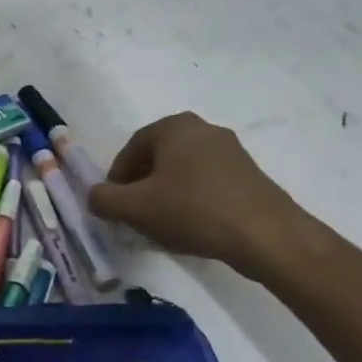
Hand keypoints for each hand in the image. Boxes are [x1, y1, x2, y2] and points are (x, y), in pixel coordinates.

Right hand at [89, 112, 314, 281]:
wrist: (266, 235)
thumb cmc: (193, 210)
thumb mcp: (136, 208)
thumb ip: (104, 199)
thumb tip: (94, 196)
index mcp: (174, 126)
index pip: (131, 149)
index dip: (117, 179)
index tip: (115, 205)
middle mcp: (203, 129)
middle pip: (158, 158)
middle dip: (143, 186)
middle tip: (136, 215)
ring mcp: (231, 150)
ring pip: (184, 171)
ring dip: (168, 194)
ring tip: (164, 225)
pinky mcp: (250, 174)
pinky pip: (208, 183)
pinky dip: (193, 200)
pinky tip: (194, 226)